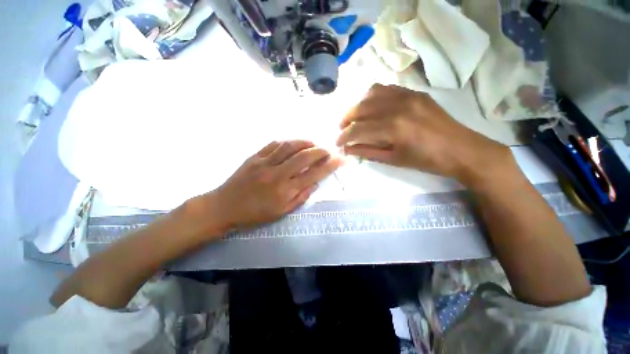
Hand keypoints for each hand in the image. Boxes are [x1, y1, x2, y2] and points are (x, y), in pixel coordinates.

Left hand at [207, 140, 341, 229]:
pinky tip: (294, 143)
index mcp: (285, 191)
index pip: (313, 174)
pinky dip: (287, 141)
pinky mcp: (254, 157)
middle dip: (320, 151)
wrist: (224, 207)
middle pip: (304, 157)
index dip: (329, 166)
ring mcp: (264, 163)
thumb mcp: (281, 212)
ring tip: (313, 143)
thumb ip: (300, 197)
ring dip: (305, 142)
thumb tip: (314, 183)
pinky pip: (274, 144)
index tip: (339, 159)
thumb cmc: (254, 214)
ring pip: (290, 146)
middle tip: (328, 150)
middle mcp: (277, 174)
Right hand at [336, 84, 509, 184]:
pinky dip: (372, 97)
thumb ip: (368, 152)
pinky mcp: (414, 93)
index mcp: (393, 128)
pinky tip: (370, 107)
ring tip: (353, 117)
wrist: (461, 149)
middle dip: (346, 119)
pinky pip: (386, 89)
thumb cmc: (426, 160)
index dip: (344, 137)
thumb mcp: (393, 160)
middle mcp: (397, 106)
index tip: (338, 143)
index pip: (359, 129)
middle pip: (361, 108)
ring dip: (357, 106)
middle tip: (341, 129)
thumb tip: (348, 149)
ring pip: (371, 94)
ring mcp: (407, 96)